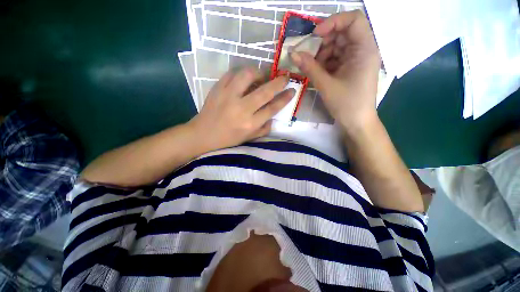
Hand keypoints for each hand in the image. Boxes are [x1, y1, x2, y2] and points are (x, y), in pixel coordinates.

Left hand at [188, 67, 293, 151]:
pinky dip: (241, 73)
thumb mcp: (249, 138)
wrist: (204, 134)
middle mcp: (241, 109)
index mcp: (250, 124)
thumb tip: (274, 115)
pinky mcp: (217, 88)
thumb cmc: (228, 138)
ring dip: (259, 72)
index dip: (284, 98)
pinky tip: (245, 77)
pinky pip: (232, 73)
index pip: (272, 108)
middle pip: (264, 91)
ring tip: (262, 75)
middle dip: (278, 82)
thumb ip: (264, 128)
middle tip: (285, 77)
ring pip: (247, 75)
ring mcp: (228, 96)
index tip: (292, 90)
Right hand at [291, 10, 380, 132]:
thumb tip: (292, 53)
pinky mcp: (350, 69)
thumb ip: (309, 67)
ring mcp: (356, 60)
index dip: (333, 22)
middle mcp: (363, 50)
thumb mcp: (326, 85)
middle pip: (342, 33)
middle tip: (308, 55)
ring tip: (311, 68)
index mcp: (365, 49)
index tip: (315, 36)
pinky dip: (325, 63)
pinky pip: (336, 58)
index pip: (353, 19)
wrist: (356, 123)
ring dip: (322, 54)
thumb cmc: (346, 104)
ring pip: (337, 46)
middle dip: (323, 42)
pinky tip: (317, 72)